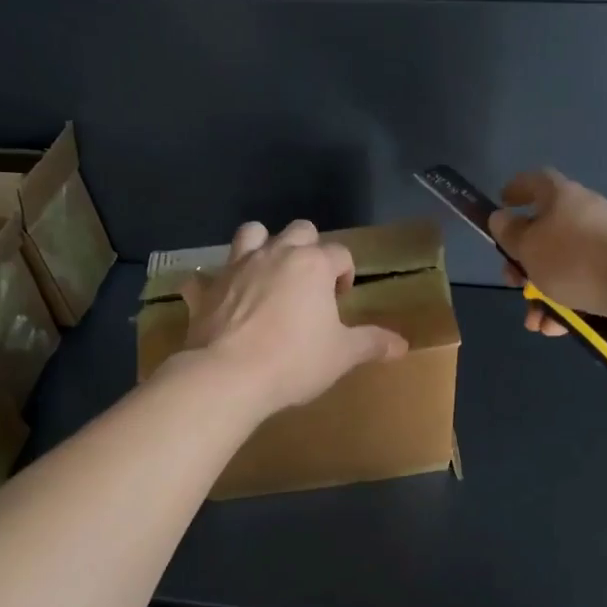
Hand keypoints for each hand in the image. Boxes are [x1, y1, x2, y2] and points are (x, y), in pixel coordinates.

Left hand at [179, 219, 408, 413]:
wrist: (229, 376)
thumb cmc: (294, 360)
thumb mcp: (341, 355)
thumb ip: (371, 344)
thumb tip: (402, 345)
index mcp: (312, 265)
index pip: (340, 253)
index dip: (345, 273)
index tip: (341, 300)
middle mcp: (275, 254)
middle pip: (299, 230)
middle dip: (308, 248)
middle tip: (310, 284)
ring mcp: (236, 268)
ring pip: (250, 234)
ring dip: (261, 245)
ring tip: (268, 275)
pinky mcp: (206, 290)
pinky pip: (204, 277)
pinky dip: (212, 285)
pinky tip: (217, 300)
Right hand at [488, 169, 606, 335]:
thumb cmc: (575, 259)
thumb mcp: (529, 247)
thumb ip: (509, 234)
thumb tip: (501, 218)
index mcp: (560, 197)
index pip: (535, 181)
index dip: (516, 189)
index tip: (502, 203)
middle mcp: (583, 214)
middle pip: (544, 231)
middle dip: (523, 261)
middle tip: (512, 281)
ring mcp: (603, 243)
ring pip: (561, 265)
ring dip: (541, 292)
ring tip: (534, 320)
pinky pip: (582, 284)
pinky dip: (565, 304)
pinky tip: (557, 327)